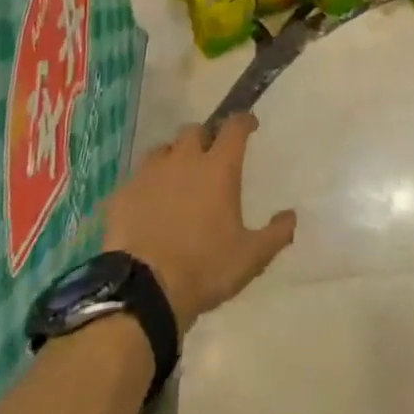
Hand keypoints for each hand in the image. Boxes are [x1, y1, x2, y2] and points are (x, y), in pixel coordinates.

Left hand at [101, 111, 295, 333]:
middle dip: (205, 137)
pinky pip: (136, 178)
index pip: (234, 127)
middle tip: (210, 157)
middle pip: (194, 130)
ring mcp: (148, 174)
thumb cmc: (205, 268)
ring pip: (163, 149)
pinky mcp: (122, 194)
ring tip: (177, 178)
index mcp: (218, 168)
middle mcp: (183, 160)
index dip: (244, 121)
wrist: (143, 291)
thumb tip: (291, 215)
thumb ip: (276, 233)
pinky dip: (146, 185)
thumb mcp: (252, 257)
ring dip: (173, 157)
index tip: (249, 125)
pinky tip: (148, 204)